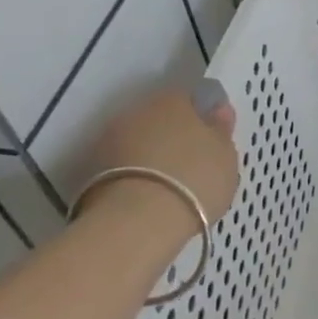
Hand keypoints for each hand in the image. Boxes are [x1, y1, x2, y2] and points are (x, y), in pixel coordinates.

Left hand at [80, 81, 239, 241]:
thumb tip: (218, 112)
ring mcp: (110, 138)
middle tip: (194, 161)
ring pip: (141, 140)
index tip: (216, 138)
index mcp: (173, 98)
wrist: (137, 221)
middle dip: (175, 134)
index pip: (193, 97)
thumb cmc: (194, 178)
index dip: (205, 116)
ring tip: (171, 183)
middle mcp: (138, 110)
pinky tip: (151, 194)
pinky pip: (125, 164)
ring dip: (153, 153)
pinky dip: (137, 173)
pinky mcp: (92, 170)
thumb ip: (221, 130)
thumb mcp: (225, 155)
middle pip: (162, 117)